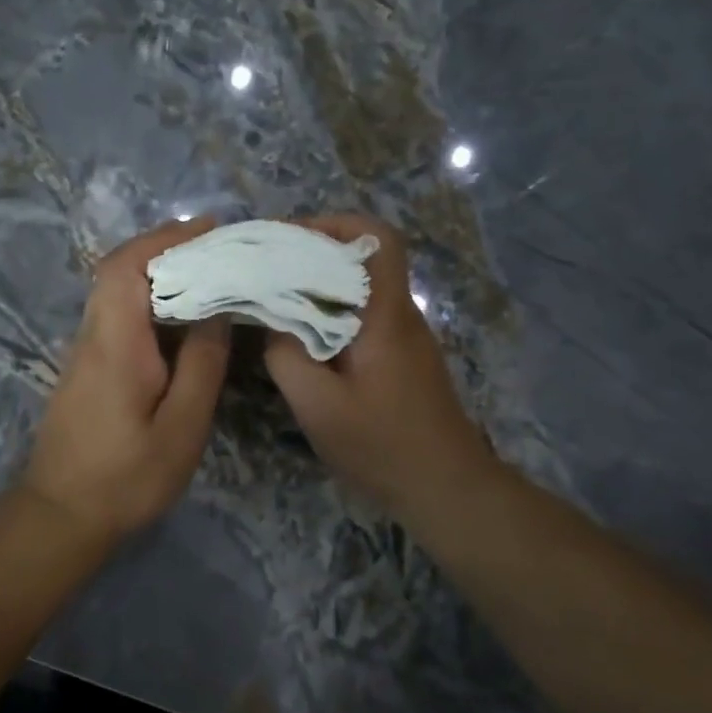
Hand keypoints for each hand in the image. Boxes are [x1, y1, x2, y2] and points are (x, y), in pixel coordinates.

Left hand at [23, 218, 231, 544]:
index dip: (165, 238)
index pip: (127, 265)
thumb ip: (202, 365)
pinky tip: (181, 323)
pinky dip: (149, 304)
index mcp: (115, 342)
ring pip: (116, 293)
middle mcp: (92, 336)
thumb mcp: (181, 426)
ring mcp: (83, 353)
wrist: (61, 514)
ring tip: (209, 279)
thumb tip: (217, 310)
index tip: (209, 229)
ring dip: (157, 275)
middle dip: (165, 249)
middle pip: (118, 271)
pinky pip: (117, 318)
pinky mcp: (85, 370)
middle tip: (218, 251)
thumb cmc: (127, 476)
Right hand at [263, 214, 500, 521]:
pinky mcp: (402, 360)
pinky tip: (301, 339)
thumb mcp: (318, 406)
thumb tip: (272, 321)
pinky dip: (330, 314)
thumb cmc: (382, 446)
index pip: (377, 239)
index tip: (288, 238)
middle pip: (364, 259)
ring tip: (273, 299)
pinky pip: (363, 317)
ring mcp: (404, 338)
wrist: (446, 488)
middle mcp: (400, 315)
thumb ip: (287, 357)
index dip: (335, 224)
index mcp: (385, 316)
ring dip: (319, 285)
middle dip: (313, 252)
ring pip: (361, 289)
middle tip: (265, 268)